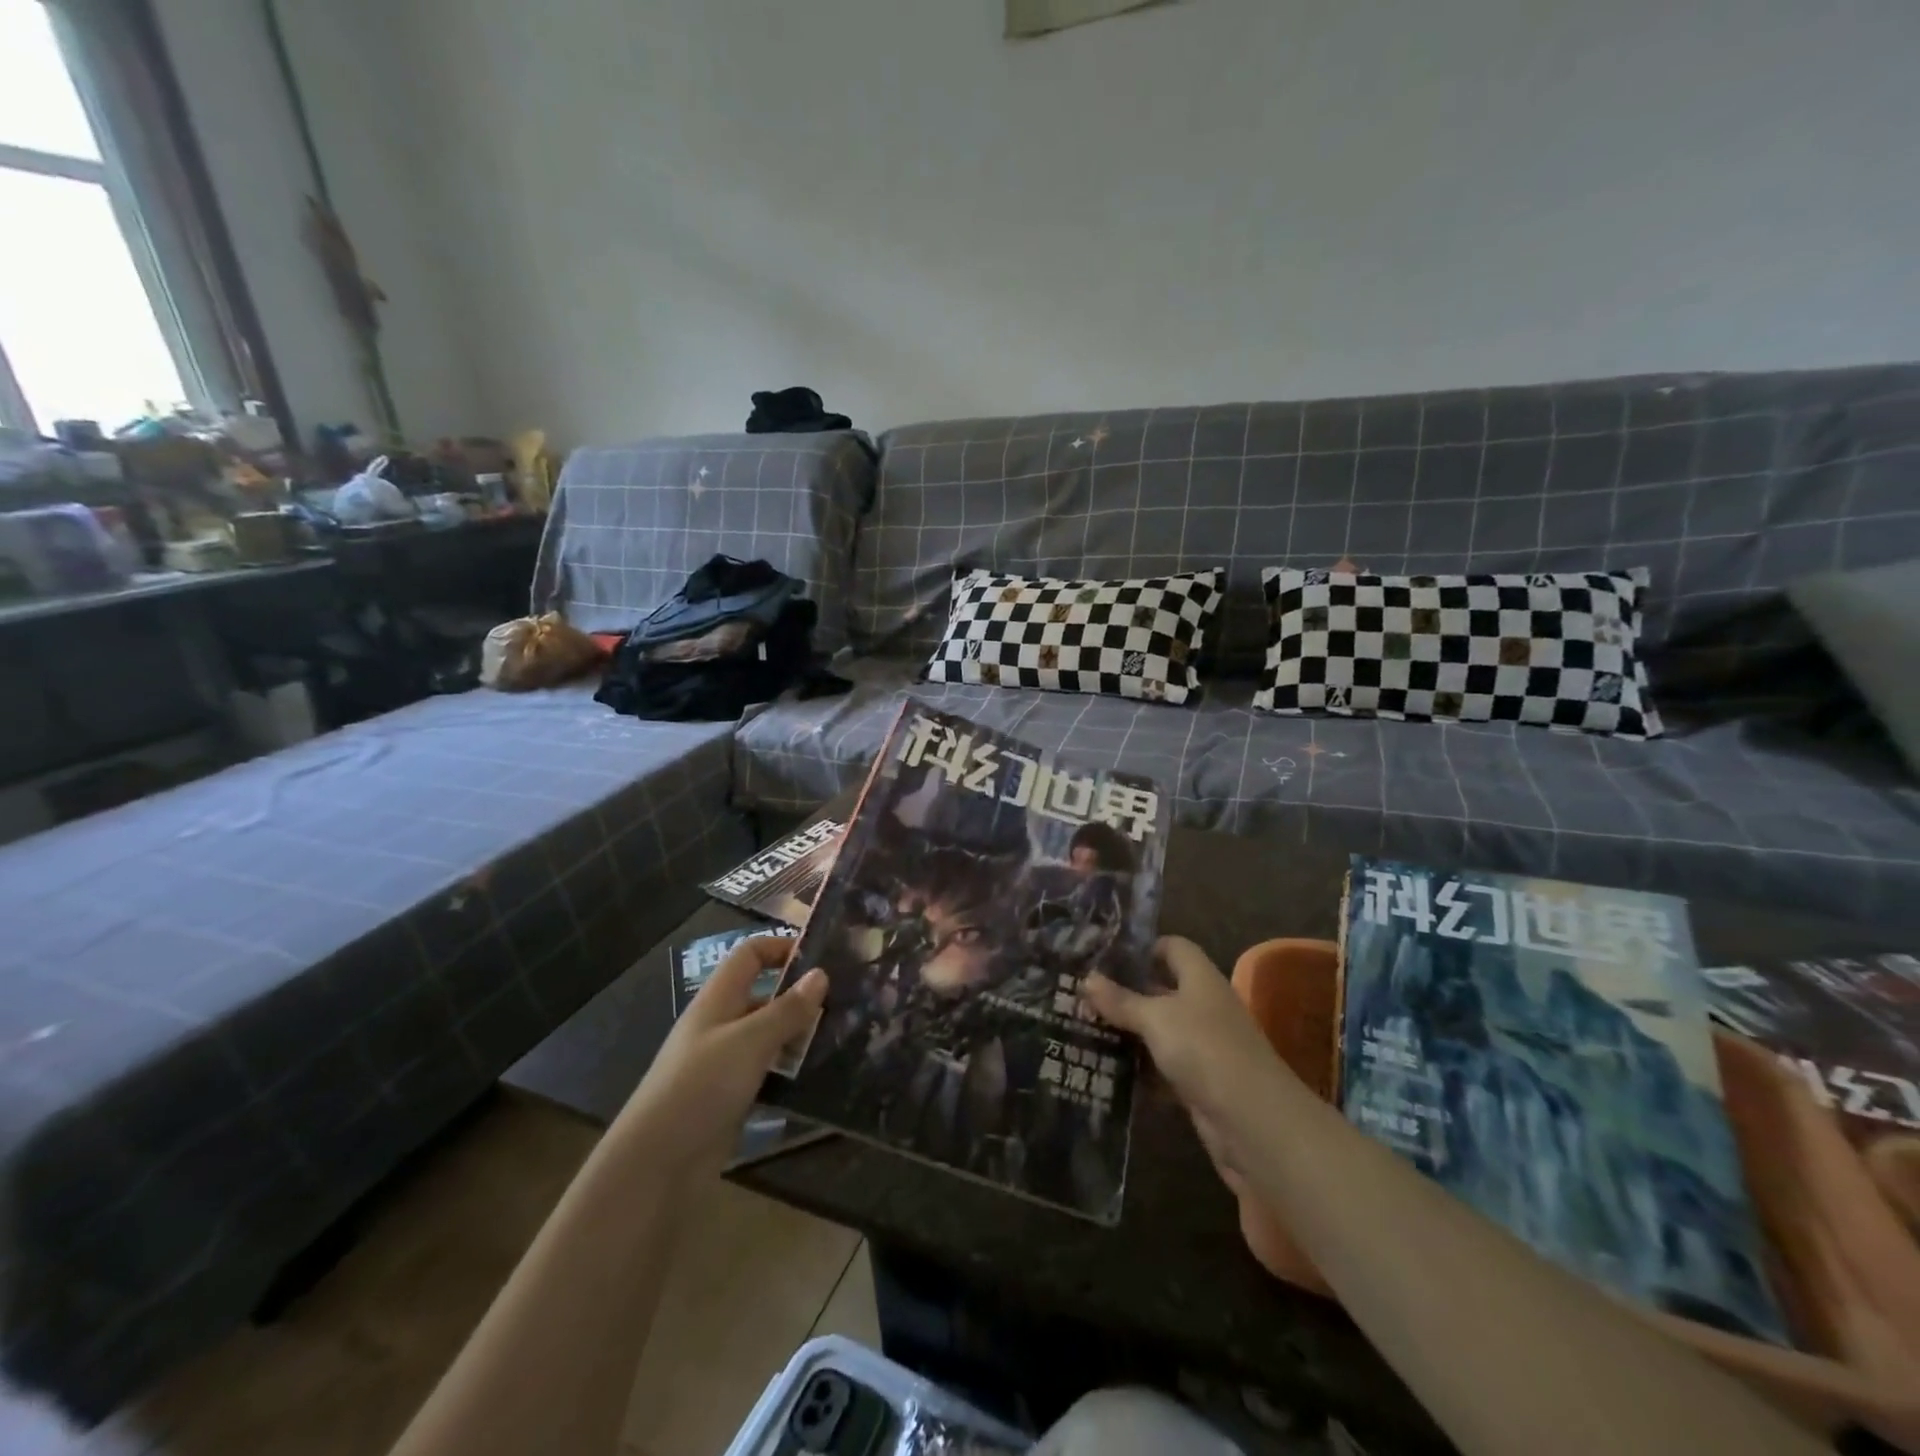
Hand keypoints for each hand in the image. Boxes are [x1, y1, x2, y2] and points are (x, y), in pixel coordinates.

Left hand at [616, 936, 826, 1172]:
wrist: (657, 1164)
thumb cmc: (701, 1086)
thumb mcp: (750, 1041)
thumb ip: (787, 1009)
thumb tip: (821, 974)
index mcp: (718, 1000)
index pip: (750, 955)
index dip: (781, 948)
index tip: (821, 957)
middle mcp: (721, 1024)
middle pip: (764, 995)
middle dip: (800, 996)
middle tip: (845, 1001)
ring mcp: (724, 1062)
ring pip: (769, 1035)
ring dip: (799, 1035)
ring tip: (843, 1035)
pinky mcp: (731, 1097)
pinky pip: (767, 1071)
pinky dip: (790, 1070)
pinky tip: (819, 1074)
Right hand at [1083, 936, 1288, 1184]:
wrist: (1254, 1122)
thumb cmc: (1205, 1050)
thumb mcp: (1156, 1018)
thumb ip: (1121, 1000)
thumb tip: (1087, 978)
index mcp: (1200, 979)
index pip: (1172, 948)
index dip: (1142, 947)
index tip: (1103, 955)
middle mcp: (1203, 1007)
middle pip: (1161, 990)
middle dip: (1124, 993)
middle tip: (1080, 994)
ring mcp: (1202, 1046)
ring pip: (1158, 1031)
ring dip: (1127, 1033)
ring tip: (1082, 1028)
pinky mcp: (1197, 1082)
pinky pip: (1161, 1066)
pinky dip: (1139, 1068)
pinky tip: (1105, 1069)